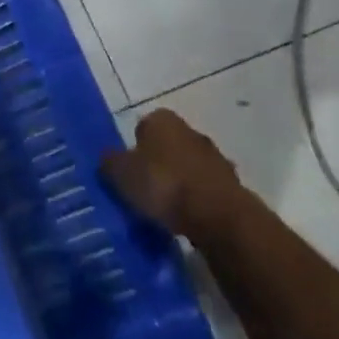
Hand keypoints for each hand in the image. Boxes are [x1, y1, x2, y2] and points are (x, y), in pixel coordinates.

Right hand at [100, 109, 250, 236]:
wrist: (218, 216)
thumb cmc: (163, 184)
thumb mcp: (120, 173)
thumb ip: (109, 162)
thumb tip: (108, 158)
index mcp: (163, 120)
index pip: (142, 126)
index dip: (132, 147)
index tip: (126, 170)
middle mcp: (191, 131)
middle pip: (166, 146)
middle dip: (155, 163)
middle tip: (140, 189)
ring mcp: (215, 157)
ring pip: (186, 167)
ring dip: (176, 183)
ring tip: (161, 209)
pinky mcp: (230, 184)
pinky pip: (202, 189)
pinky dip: (193, 200)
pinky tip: (183, 219)